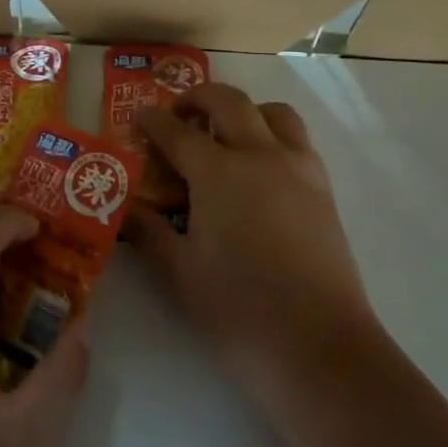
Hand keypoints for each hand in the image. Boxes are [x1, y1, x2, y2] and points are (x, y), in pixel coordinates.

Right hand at [126, 84, 384, 426]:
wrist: (319, 348)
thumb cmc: (239, 310)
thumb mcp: (179, 273)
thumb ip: (147, 232)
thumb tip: (124, 209)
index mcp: (218, 172)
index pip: (176, 131)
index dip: (152, 121)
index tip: (138, 118)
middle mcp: (260, 155)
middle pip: (227, 101)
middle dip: (197, 98)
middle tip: (178, 115)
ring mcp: (298, 169)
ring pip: (272, 112)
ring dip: (243, 110)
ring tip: (225, 134)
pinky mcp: (323, 189)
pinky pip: (297, 140)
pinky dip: (273, 135)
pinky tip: (259, 170)